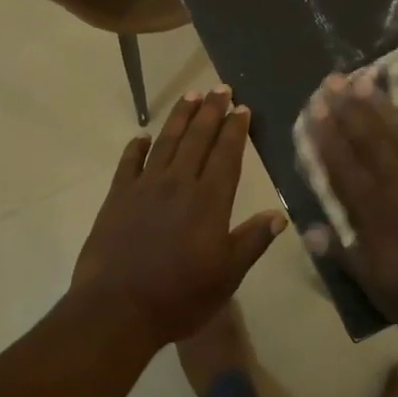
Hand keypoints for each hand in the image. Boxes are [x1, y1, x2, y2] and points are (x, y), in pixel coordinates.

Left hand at [71, 87, 286, 346]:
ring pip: (166, 142)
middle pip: (198, 139)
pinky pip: (128, 162)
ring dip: (180, 118)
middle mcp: (179, 183)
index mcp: (209, 200)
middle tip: (220, 89)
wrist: (118, 308)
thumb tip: (280, 214)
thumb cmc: (179, 296)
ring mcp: (145, 187)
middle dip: (211, 111)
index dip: (235, 129)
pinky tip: (142, 137)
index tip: (242, 108)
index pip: (227, 154)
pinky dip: (136, 147)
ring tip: (191, 97)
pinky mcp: (117, 196)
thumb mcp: (227, 276)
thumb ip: (252, 241)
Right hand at [304, 73, 397, 347]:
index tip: (313, 109)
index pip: (342, 166)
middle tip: (332, 80)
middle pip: (369, 140)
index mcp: (375, 212)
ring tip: (365, 78)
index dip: (326, 137)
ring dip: (382, 104)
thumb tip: (309, 229)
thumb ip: (345, 256)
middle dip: (347, 109)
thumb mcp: (380, 290)